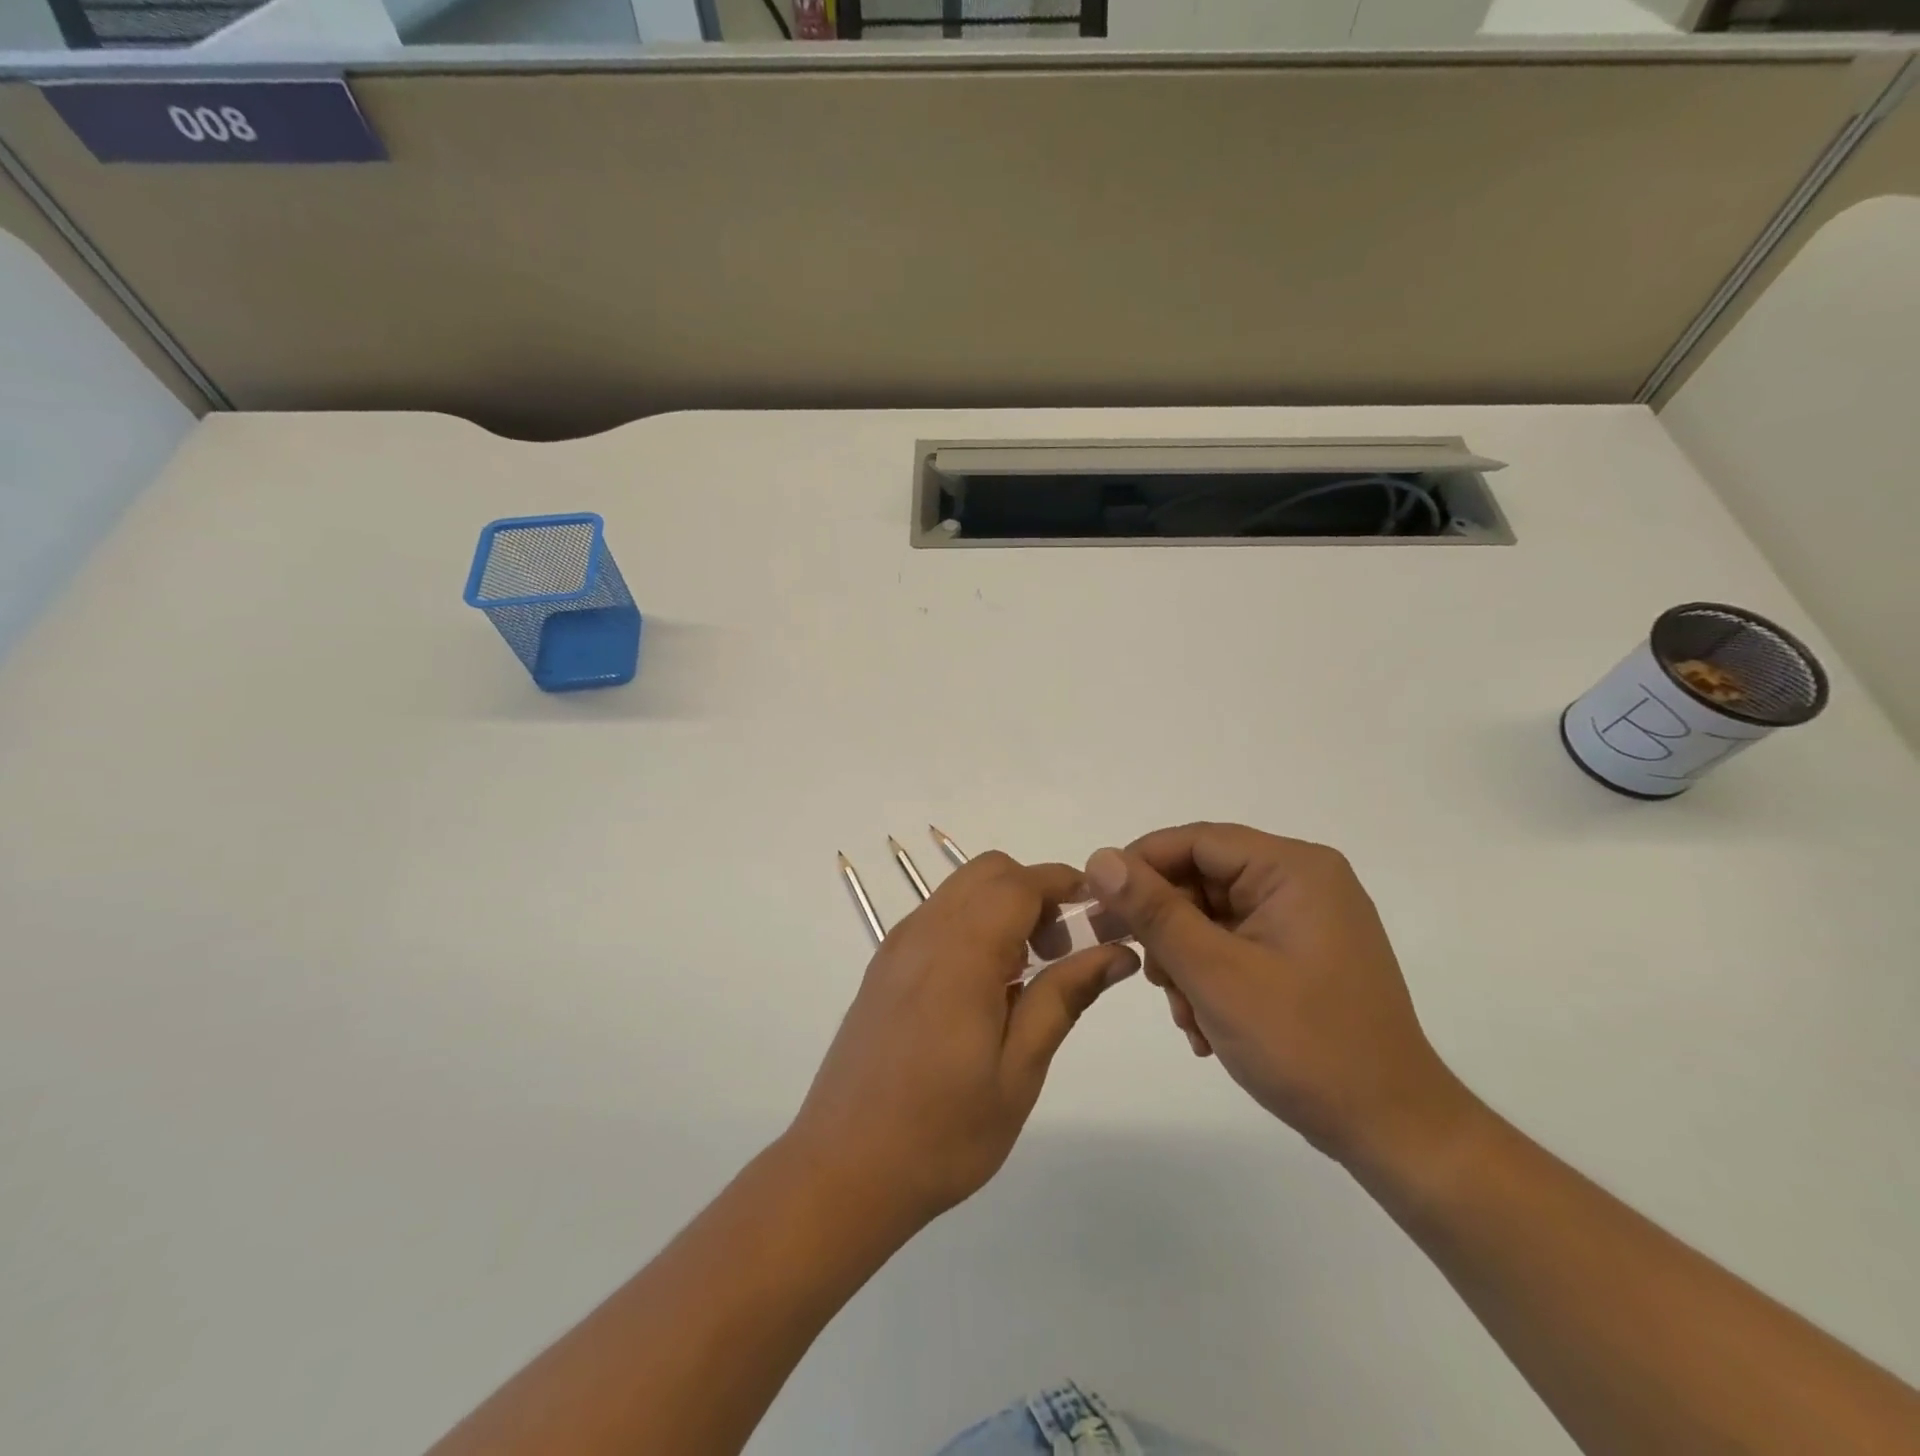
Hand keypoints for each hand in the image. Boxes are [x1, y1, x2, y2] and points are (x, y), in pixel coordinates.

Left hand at [788, 852, 1139, 1231]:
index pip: (1020, 883)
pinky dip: (974, 926)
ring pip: (961, 891)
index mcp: (961, 952)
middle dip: (1036, 892)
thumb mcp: (1018, 1070)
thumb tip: (1117, 952)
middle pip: (989, 872)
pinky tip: (986, 989)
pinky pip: (938, 918)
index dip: (1066, 884)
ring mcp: (898, 947)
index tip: (1103, 914)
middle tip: (1063, 952)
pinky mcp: (884, 967)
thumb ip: (1064, 997)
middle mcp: (924, 932)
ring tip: (1028, 975)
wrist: (843, 1169)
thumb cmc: (942, 1131)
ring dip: (1004, 908)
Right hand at [1084, 824, 1464, 1165]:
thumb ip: (1154, 911)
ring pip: (1212, 917)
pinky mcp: (1303, 953)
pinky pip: (1235, 944)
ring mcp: (1306, 919)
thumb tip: (1099, 858)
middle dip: (1167, 930)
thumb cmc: (1305, 1045)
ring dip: (1185, 962)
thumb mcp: (1216, 974)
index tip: (1099, 908)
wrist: (1394, 1131)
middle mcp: (1302, 881)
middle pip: (1202, 880)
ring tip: (1185, 1015)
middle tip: (1146, 976)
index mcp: (1293, 869)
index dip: (1139, 867)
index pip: (1195, 841)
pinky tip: (1205, 1024)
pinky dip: (1210, 977)